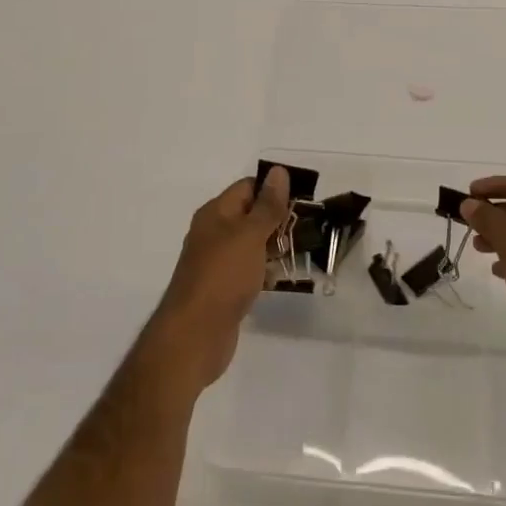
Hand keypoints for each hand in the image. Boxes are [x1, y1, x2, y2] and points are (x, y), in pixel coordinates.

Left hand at [143, 167, 289, 392]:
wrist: (195, 334)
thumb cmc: (223, 276)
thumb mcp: (249, 235)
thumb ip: (267, 205)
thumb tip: (278, 171)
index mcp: (215, 213)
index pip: (247, 187)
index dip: (274, 189)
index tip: (304, 200)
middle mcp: (213, 233)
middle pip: (251, 215)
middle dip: (279, 220)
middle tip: (309, 228)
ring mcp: (217, 262)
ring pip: (252, 244)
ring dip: (275, 246)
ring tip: (303, 251)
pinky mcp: (224, 288)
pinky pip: (249, 270)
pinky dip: (265, 271)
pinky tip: (283, 278)